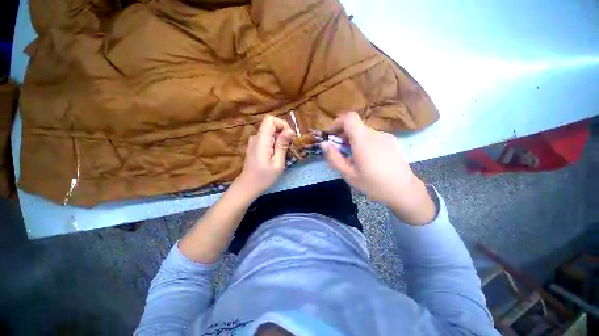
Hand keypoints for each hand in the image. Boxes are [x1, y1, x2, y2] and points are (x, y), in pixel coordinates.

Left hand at [235, 115, 294, 198]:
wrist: (248, 186)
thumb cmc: (264, 177)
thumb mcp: (277, 163)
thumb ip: (282, 145)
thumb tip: (290, 131)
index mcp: (261, 140)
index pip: (270, 119)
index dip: (282, 124)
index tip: (290, 137)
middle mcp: (256, 137)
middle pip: (271, 125)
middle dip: (283, 133)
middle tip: (290, 147)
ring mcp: (254, 142)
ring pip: (270, 132)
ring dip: (279, 139)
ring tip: (284, 152)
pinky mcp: (255, 146)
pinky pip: (267, 139)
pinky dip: (274, 143)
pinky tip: (277, 154)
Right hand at [321, 112, 435, 224]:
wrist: (404, 191)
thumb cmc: (373, 184)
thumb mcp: (348, 174)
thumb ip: (334, 158)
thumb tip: (324, 144)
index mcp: (363, 140)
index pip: (349, 118)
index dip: (337, 123)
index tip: (332, 135)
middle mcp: (375, 134)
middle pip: (355, 126)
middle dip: (343, 135)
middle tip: (339, 151)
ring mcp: (385, 137)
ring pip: (363, 132)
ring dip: (353, 140)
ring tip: (353, 157)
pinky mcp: (391, 142)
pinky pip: (372, 137)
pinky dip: (364, 143)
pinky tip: (366, 158)